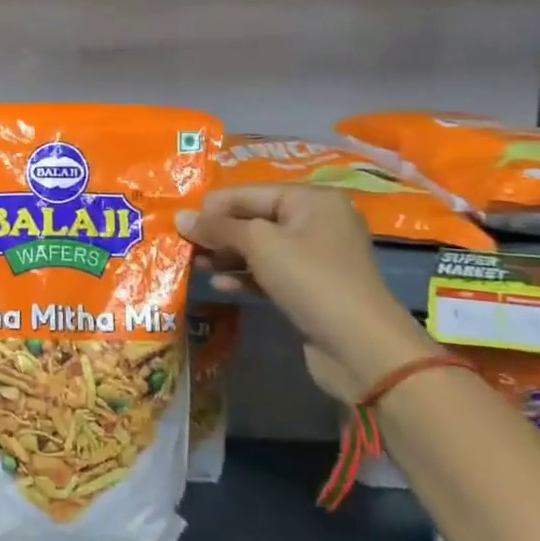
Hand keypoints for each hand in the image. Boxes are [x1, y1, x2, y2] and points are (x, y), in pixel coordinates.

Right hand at [176, 185, 427, 402]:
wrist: (361, 347)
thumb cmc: (310, 279)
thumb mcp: (259, 244)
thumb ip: (218, 228)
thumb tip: (180, 218)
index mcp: (310, 199)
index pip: (247, 193)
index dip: (212, 208)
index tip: (178, 225)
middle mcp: (314, 222)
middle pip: (252, 219)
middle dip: (217, 233)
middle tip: (183, 248)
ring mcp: (313, 257)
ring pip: (258, 248)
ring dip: (225, 256)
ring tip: (194, 266)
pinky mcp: (308, 288)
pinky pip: (267, 273)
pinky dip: (243, 277)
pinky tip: (219, 286)